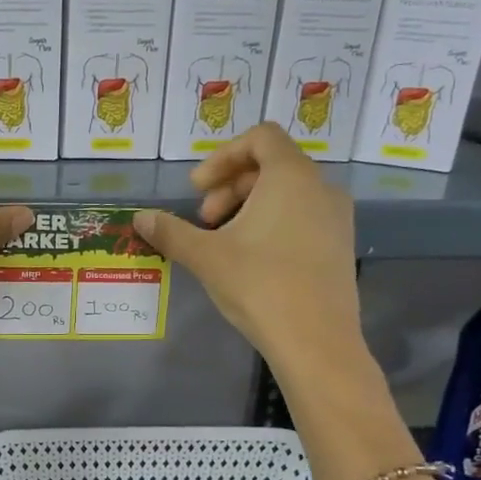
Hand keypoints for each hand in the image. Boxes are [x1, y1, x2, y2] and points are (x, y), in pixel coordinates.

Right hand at [133, 123, 359, 371]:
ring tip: (224, 242)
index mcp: (291, 176)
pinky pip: (303, 216)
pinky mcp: (340, 245)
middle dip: (230, 186)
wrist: (316, 342)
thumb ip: (171, 231)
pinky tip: (252, 260)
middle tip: (204, 221)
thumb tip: (140, 218)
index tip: (197, 189)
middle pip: (271, 165)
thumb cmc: (260, 286)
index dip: (222, 156)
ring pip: (287, 193)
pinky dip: (273, 223)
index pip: (260, 137)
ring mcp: (336, 217)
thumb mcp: (206, 256)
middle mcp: (321, 187)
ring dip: (249, 206)